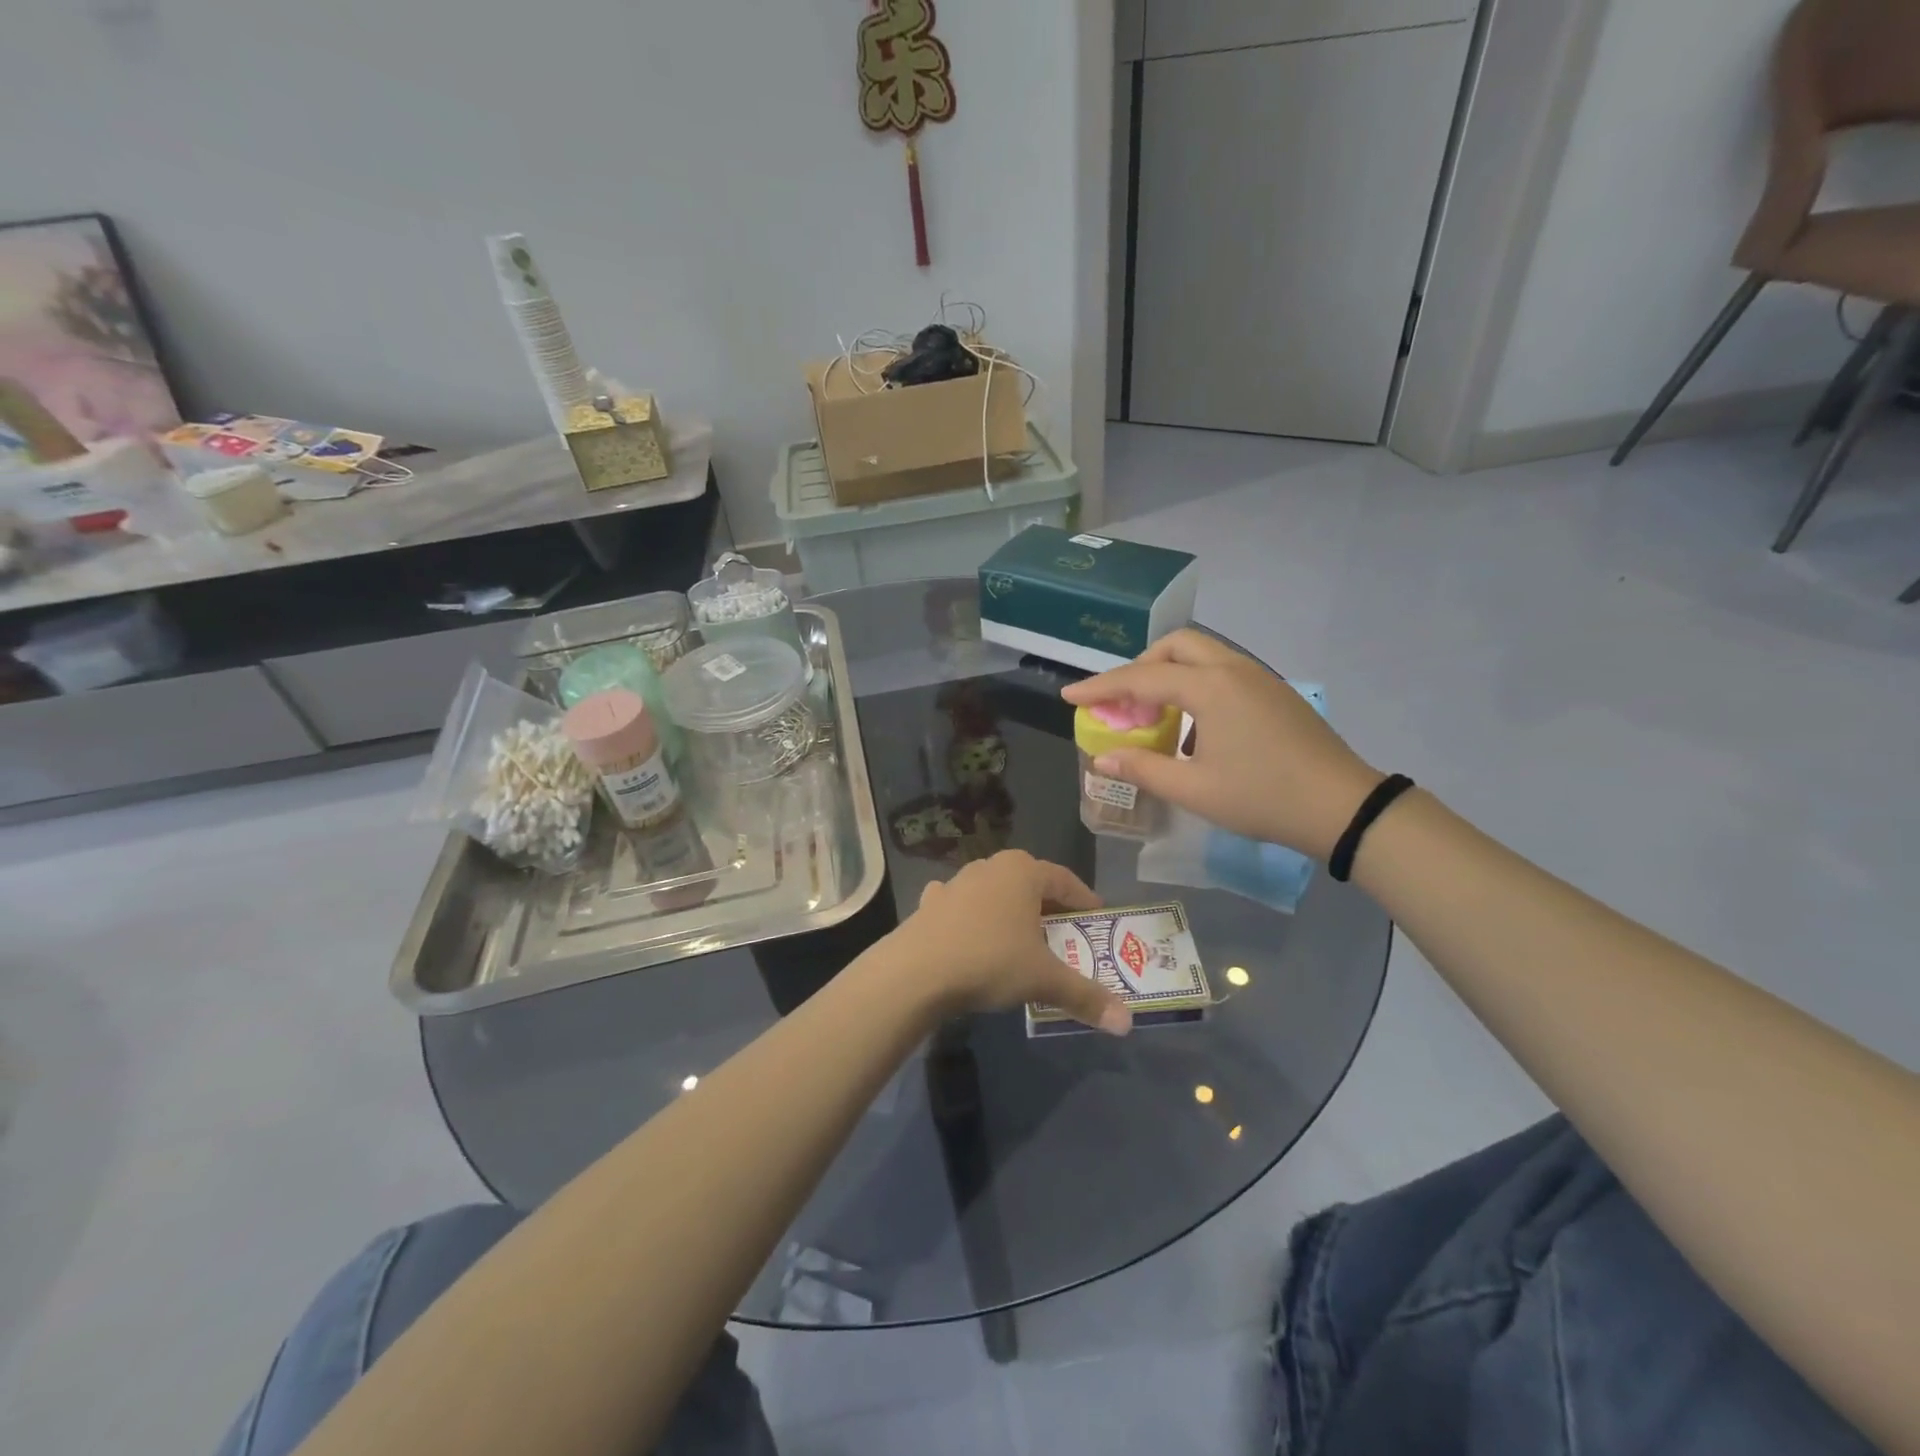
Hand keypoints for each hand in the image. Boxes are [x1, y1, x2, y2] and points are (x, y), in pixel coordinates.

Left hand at [897, 851, 1131, 1035]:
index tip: (1096, 919)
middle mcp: (990, 867)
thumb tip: (1127, 1023)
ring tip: (1020, 940)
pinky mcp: (930, 902)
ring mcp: (956, 882)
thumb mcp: (1043, 980)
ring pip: (995, 893)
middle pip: (1030, 884)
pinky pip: (961, 905)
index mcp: (1023, 871)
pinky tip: (972, 935)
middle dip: (1048, 908)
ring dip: (1010, 911)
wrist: (916, 971)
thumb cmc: (990, 961)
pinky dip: (972, 918)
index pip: (1065, 880)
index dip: (1084, 900)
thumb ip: (1086, 996)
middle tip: (1064, 935)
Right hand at [1062, 630, 1381, 858]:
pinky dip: (1196, 684)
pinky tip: (1195, 726)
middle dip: (1140, 667)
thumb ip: (1143, 769)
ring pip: (1202, 655)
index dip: (1100, 688)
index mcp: (1210, 688)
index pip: (1141, 679)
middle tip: (1123, 703)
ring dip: (1169, 674)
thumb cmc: (1263, 797)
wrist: (1343, 807)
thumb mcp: (1194, 790)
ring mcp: (1258, 678)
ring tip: (1154, 715)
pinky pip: (1223, 671)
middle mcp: (1232, 670)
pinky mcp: (1274, 692)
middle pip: (1175, 647)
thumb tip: (1102, 758)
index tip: (1069, 695)